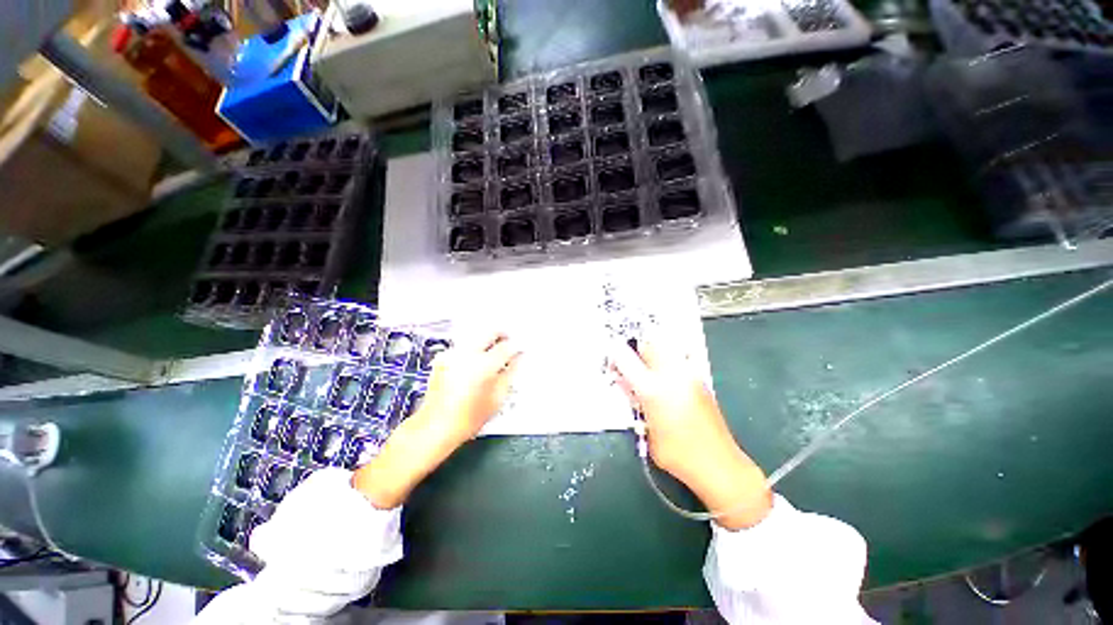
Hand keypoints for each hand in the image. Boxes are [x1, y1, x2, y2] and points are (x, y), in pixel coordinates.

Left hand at [353, 332, 520, 508]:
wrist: (435, 426)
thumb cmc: (468, 418)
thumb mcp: (497, 398)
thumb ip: (510, 374)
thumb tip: (518, 359)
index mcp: (484, 365)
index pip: (507, 346)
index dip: (516, 346)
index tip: (520, 349)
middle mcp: (468, 354)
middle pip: (490, 332)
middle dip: (502, 335)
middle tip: (509, 343)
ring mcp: (453, 354)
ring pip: (477, 336)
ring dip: (487, 340)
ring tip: (493, 353)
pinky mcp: (443, 357)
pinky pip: (464, 345)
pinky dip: (473, 348)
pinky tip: (476, 362)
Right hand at [609, 340, 771, 529]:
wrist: (719, 465)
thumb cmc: (677, 455)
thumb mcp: (646, 430)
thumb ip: (635, 402)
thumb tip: (625, 383)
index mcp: (653, 390)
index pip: (626, 359)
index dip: (614, 355)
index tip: (611, 361)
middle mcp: (672, 375)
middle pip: (648, 344)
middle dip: (636, 351)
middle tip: (632, 368)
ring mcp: (689, 375)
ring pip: (664, 349)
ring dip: (652, 356)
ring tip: (649, 375)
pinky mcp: (701, 380)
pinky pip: (677, 361)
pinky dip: (667, 365)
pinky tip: (667, 383)